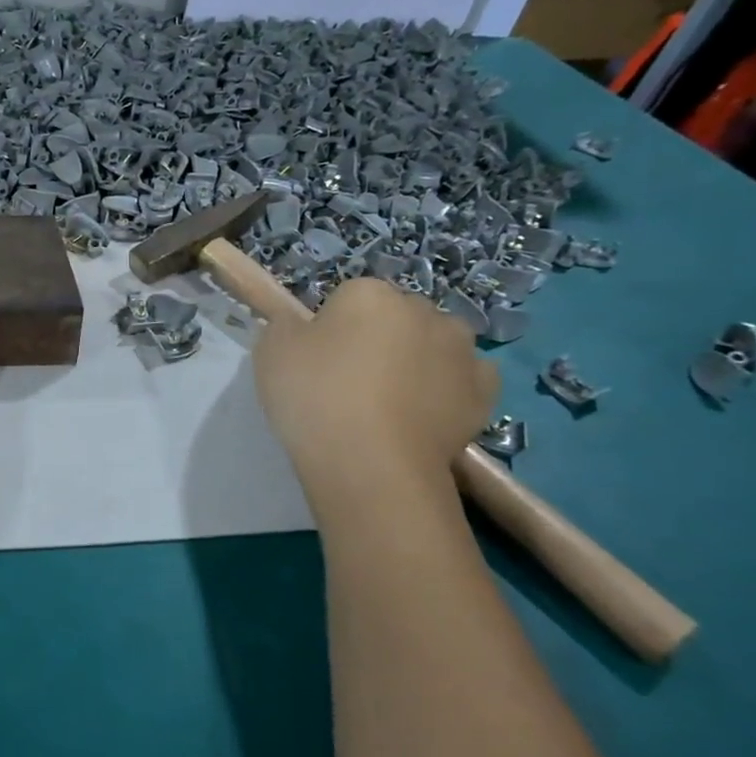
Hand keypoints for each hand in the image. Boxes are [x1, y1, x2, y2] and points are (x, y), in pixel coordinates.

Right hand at [253, 277, 497, 500]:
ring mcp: (461, 350)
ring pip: (433, 345)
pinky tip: (423, 414)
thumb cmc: (315, 397)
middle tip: (349, 383)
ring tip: (389, 404)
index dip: (330, 329)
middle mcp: (422, 309)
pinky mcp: (484, 391)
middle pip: (394, 318)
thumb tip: (301, 327)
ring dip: (417, 361)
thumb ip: (286, 327)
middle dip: (377, 340)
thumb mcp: (271, 352)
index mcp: (369, 293)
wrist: (371, 463)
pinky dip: (447, 390)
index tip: (317, 362)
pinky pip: (463, 379)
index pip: (347, 299)